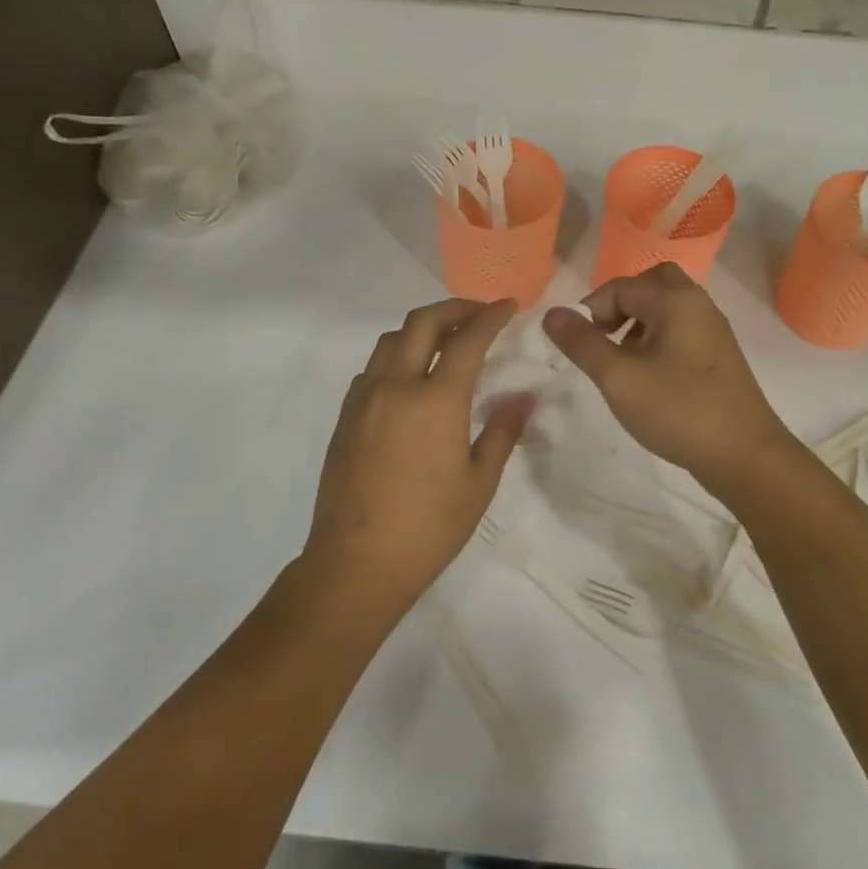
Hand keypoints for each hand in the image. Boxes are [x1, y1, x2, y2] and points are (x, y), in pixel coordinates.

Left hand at [306, 299, 531, 612]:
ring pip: (391, 340)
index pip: (467, 339)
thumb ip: (500, 433)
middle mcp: (396, 386)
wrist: (356, 563)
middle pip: (422, 322)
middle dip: (454, 308)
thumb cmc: (428, 527)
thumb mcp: (478, 483)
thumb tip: (522, 399)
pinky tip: (410, 380)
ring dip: (421, 328)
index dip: (490, 316)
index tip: (508, 305)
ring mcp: (364, 399)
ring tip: (445, 342)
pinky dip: (396, 355)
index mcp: (435, 400)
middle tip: (479, 314)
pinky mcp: (345, 416)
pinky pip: (372, 367)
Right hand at [542, 264, 793, 493]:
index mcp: (675, 301)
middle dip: (621, 304)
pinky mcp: (720, 357)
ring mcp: (714, 331)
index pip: (621, 286)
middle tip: (605, 336)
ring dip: (639, 322)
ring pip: (669, 308)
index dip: (592, 309)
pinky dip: (659, 339)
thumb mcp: (618, 378)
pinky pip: (682, 330)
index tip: (581, 345)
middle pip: (653, 284)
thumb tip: (552, 313)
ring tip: (623, 360)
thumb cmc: (678, 410)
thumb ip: (582, 343)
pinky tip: (650, 377)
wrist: (745, 455)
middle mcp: (698, 305)